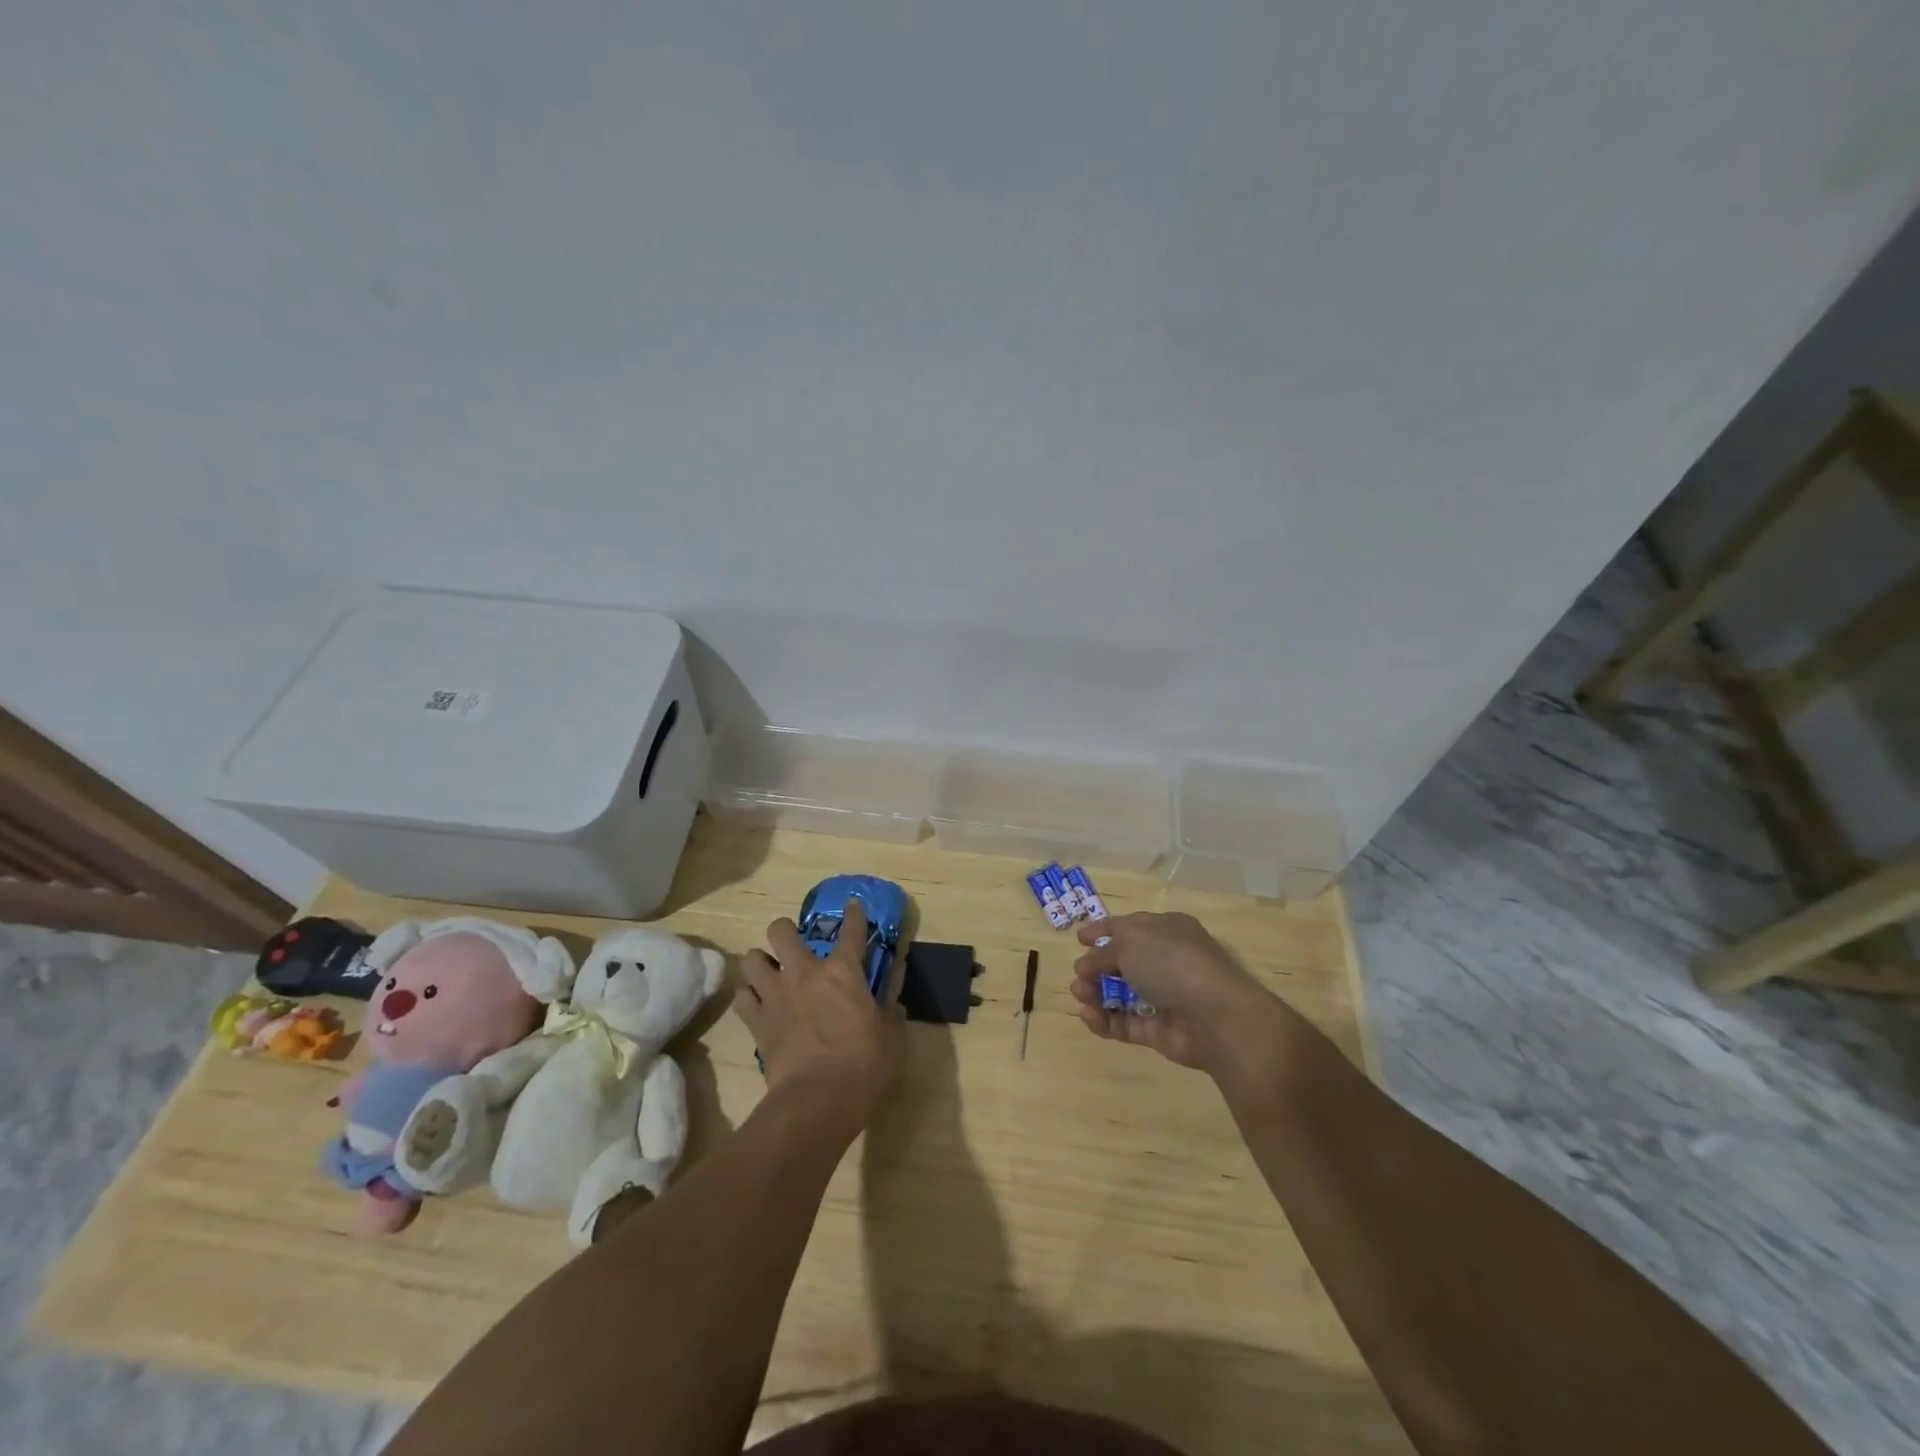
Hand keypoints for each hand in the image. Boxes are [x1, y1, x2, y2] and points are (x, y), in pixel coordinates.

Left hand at [734, 899, 903, 1136]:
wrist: (817, 1100)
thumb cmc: (864, 1065)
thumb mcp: (891, 1038)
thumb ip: (889, 1016)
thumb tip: (891, 1008)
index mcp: (843, 972)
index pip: (852, 931)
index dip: (854, 914)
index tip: (853, 904)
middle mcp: (805, 973)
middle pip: (781, 932)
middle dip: (784, 931)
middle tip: (792, 943)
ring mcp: (776, 995)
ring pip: (752, 959)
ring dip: (760, 962)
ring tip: (769, 973)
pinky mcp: (757, 1022)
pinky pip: (742, 997)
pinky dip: (748, 997)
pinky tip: (757, 1004)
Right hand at [1071, 911, 1292, 1073]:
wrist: (1215, 1016)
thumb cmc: (1172, 963)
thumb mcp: (1129, 942)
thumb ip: (1102, 953)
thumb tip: (1085, 964)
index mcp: (1165, 930)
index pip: (1128, 927)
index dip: (1103, 932)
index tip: (1080, 940)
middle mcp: (1165, 961)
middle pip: (1121, 963)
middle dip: (1095, 968)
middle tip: (1079, 977)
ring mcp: (1163, 997)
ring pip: (1120, 995)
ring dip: (1095, 994)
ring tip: (1080, 995)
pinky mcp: (1158, 1031)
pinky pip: (1124, 1024)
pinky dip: (1104, 1021)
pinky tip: (1089, 1015)